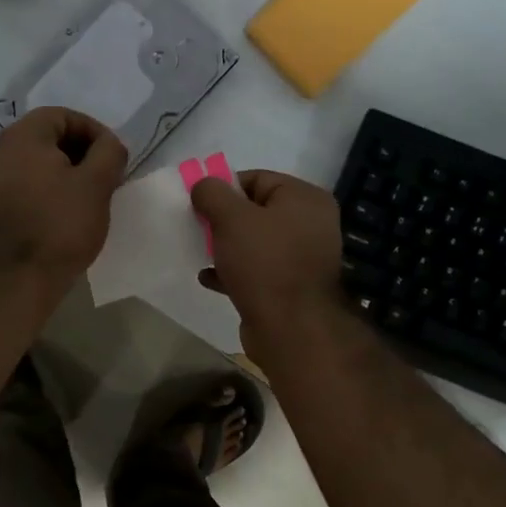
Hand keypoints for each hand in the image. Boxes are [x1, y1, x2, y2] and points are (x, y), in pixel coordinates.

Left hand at [0, 108, 127, 290]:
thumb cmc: (61, 224)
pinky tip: (68, 209)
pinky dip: (49, 187)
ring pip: (37, 161)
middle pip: (48, 137)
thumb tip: (110, 145)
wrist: (20, 276)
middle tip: (106, 175)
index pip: (63, 116)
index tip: (114, 157)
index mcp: (22, 136)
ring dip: (66, 171)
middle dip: (81, 152)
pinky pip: (26, 182)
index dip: (94, 132)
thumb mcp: (97, 184)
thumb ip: (109, 153)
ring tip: (91, 194)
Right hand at [191, 170, 344, 360]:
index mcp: (304, 199)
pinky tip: (207, 277)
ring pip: (254, 243)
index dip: (224, 187)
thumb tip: (203, 185)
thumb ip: (213, 194)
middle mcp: (309, 224)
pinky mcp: (288, 287)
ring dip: (224, 246)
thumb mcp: (232, 218)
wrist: (291, 328)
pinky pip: (255, 271)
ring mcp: (300, 258)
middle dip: (222, 219)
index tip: (198, 203)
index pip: (258, 179)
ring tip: (198, 252)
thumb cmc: (264, 263)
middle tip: (196, 227)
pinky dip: (231, 271)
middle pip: (255, 211)